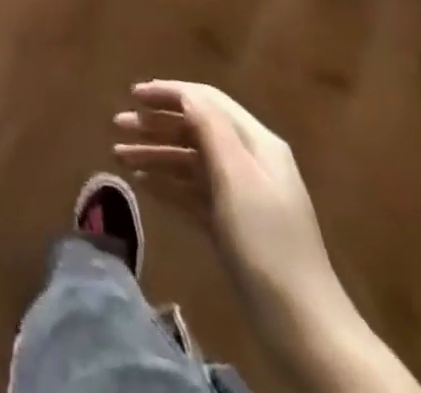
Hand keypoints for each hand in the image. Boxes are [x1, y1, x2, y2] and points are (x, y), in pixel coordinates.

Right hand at [113, 81, 340, 334]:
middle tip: (117, 124)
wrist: (302, 328)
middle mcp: (248, 162)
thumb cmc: (266, 242)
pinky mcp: (230, 227)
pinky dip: (166, 184)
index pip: (207, 101)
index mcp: (256, 143)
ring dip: (154, 154)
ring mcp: (240, 197)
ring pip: (189, 161)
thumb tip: (184, 93)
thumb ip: (211, 128)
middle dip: (156, 124)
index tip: (132, 94)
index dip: (169, 93)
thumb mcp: (238, 177)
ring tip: (119, 157)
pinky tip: (141, 185)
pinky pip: (191, 193)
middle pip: (195, 129)